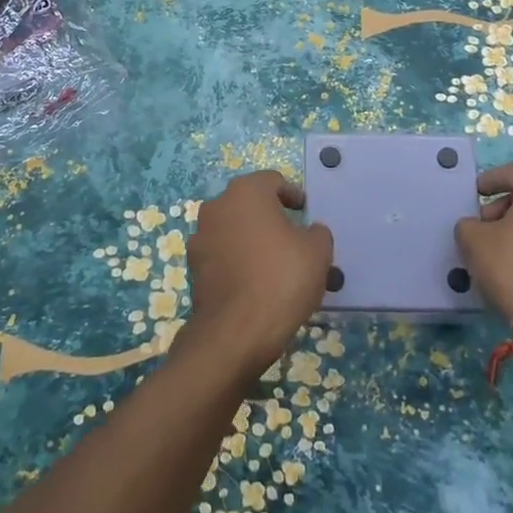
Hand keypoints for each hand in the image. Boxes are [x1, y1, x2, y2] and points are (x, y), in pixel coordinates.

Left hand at [181, 170, 333, 381]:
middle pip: (250, 205)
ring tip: (278, 267)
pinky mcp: (194, 267)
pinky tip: (258, 285)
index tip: (305, 212)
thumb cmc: (281, 278)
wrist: (236, 331)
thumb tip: (309, 232)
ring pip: (236, 231)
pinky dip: (240, 262)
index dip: (292, 194)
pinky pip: (224, 256)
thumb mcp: (318, 251)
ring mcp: (201, 237)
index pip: (273, 181)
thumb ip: (317, 232)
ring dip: (254, 241)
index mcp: (246, 192)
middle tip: (294, 240)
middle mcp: (217, 206)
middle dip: (272, 218)